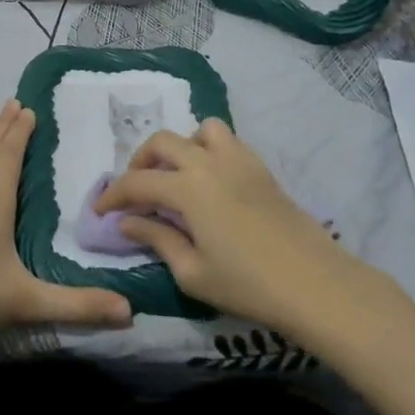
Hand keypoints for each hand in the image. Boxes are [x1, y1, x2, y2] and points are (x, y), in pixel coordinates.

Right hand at [95, 119, 349, 330]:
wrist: (315, 284)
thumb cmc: (247, 284)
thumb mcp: (192, 272)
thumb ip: (157, 239)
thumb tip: (128, 222)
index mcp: (187, 188)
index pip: (137, 183)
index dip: (113, 196)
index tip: (100, 211)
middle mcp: (209, 163)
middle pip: (162, 142)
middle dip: (140, 162)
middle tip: (135, 191)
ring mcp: (239, 160)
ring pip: (200, 130)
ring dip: (180, 147)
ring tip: (177, 176)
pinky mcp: (261, 168)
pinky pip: (227, 141)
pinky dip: (208, 149)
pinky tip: (210, 181)